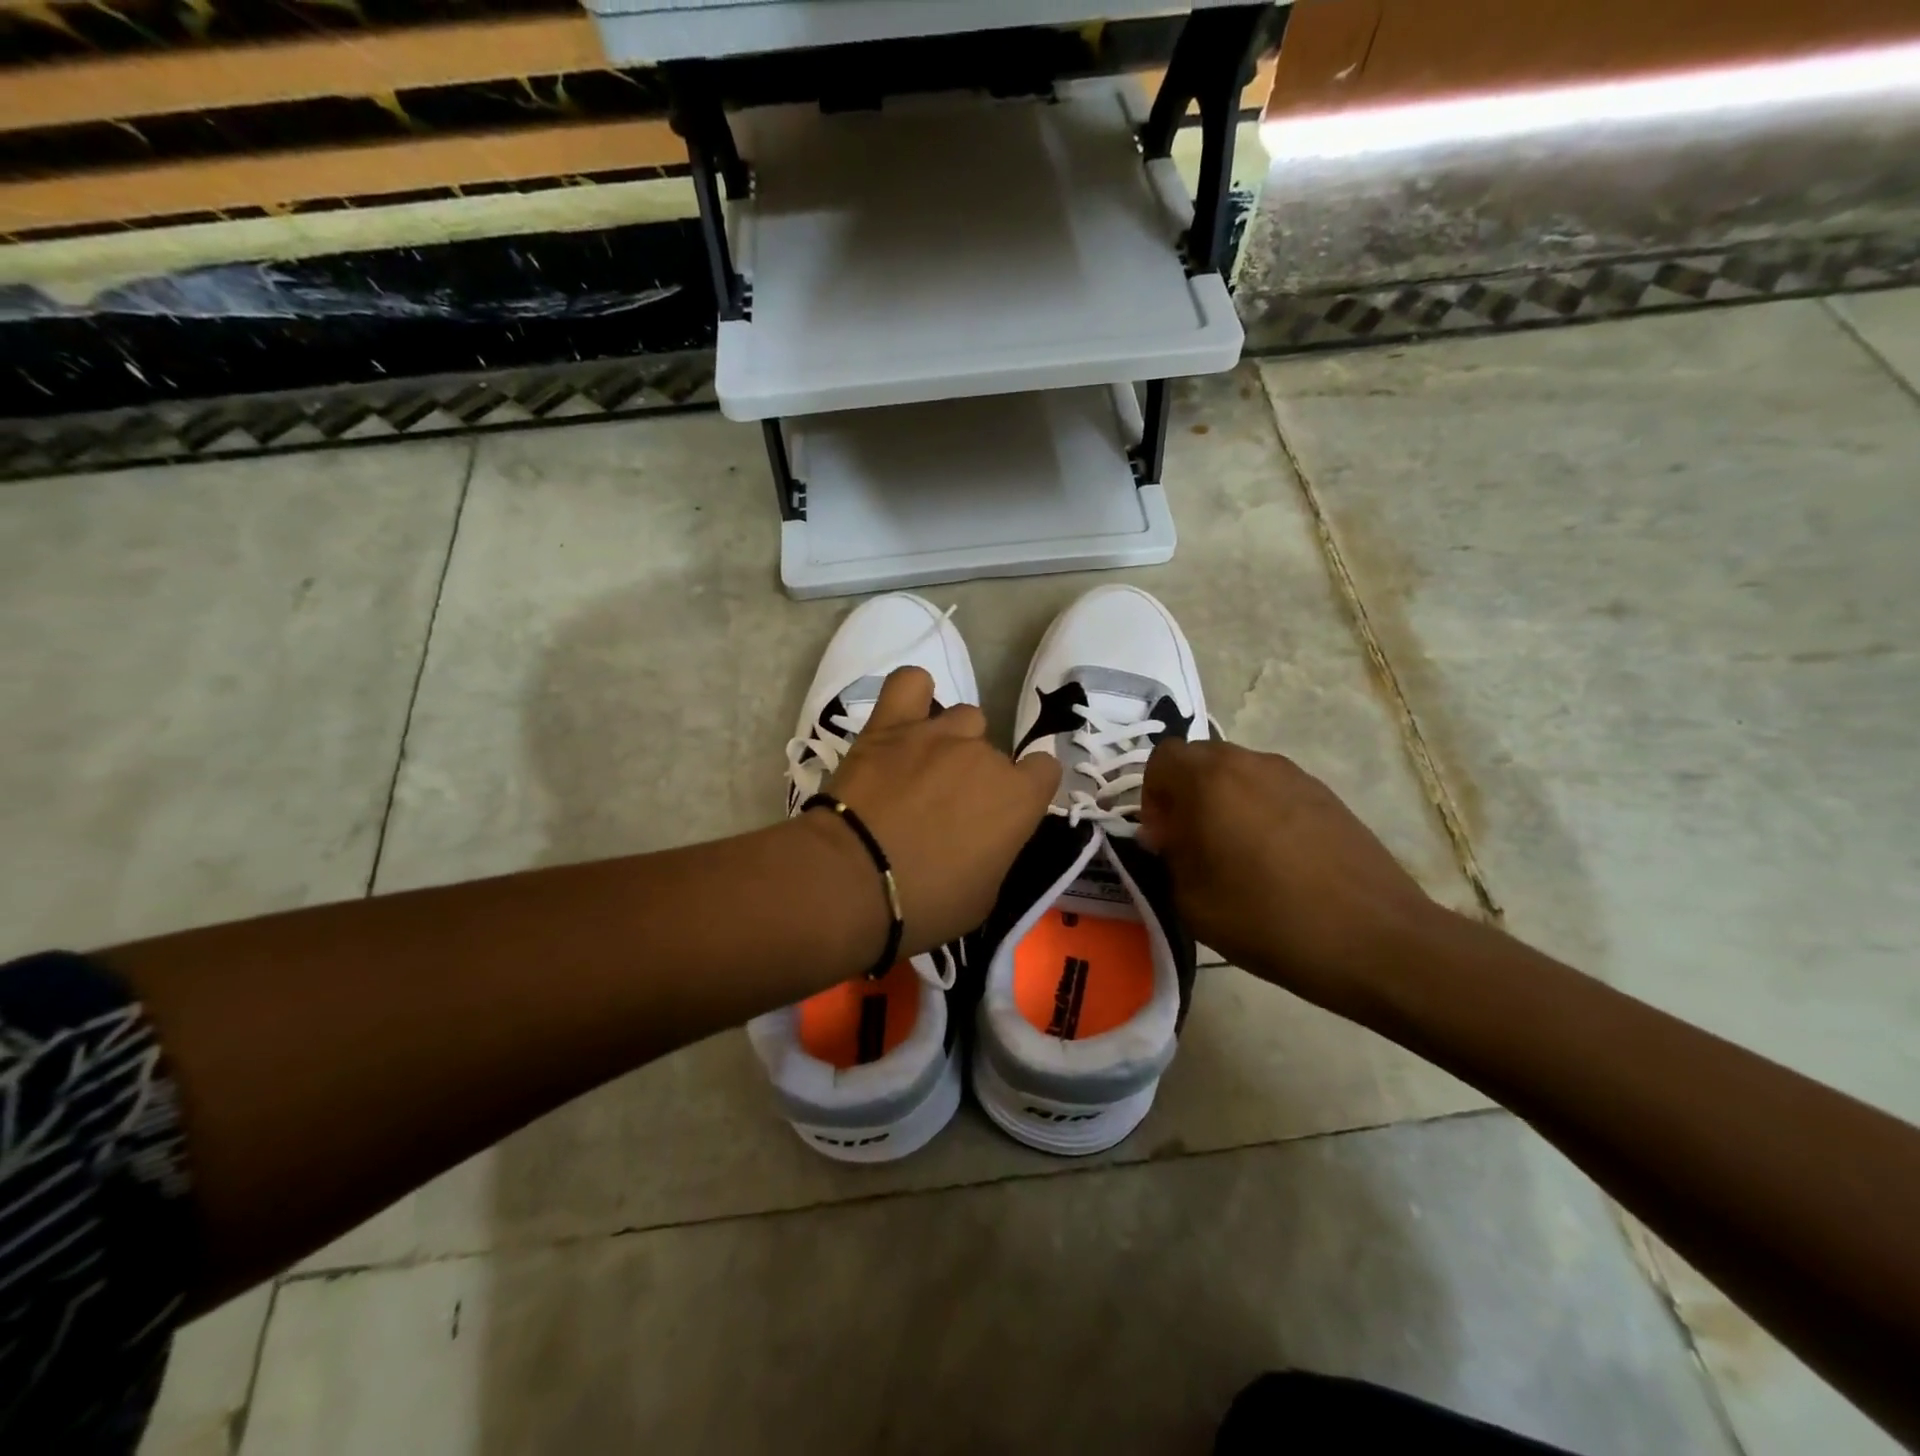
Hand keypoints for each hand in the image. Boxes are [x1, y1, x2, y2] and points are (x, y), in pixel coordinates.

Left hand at [813, 667, 1059, 957]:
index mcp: (1018, 798)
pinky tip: (908, 716)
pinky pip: (910, 683)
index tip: (1004, 813)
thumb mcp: (984, 897)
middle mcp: (985, 756)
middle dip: (979, 778)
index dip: (1027, 790)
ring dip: (952, 742)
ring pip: (964, 718)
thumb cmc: (926, 904)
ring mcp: (937, 733)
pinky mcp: (890, 725)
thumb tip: (989, 837)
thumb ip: (998, 852)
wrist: (853, 882)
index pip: (1046, 771)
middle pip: (995, 752)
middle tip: (947, 811)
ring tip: (923, 770)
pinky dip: (914, 694)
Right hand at [1139, 739, 1438, 1012]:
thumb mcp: (1190, 900)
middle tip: (1193, 845)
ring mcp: (1294, 775)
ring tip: (1237, 855)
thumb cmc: (1267, 919)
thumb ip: (1168, 857)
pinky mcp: (1326, 795)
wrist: (1374, 939)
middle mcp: (1250, 763)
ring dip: (1224, 802)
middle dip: (1186, 795)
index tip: (1165, 839)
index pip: (1161, 759)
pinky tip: (1277, 860)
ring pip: (1239, 773)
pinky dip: (1261, 811)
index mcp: (1209, 780)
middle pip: (1200, 760)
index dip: (1152, 796)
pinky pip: (1274, 790)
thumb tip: (1172, 837)